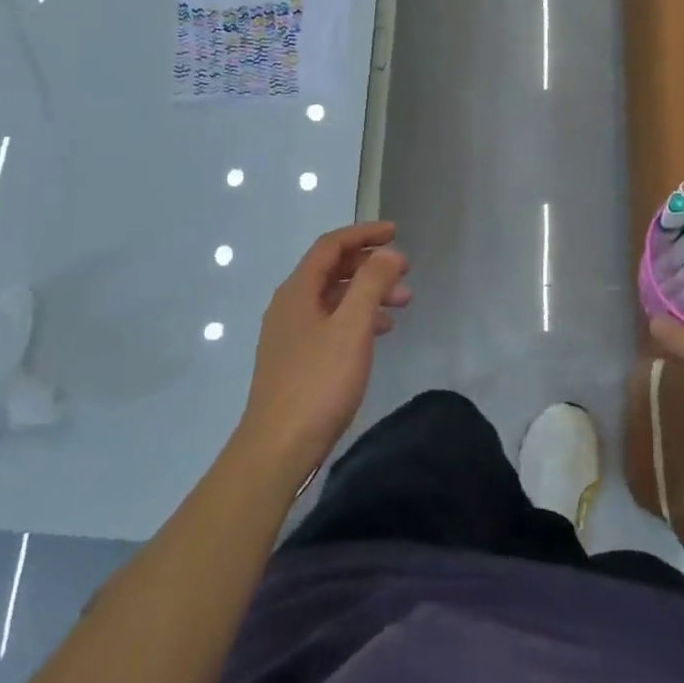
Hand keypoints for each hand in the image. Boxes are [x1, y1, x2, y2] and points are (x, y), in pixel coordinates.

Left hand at [237, 221, 410, 482]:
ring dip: (368, 294)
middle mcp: (290, 305)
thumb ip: (372, 284)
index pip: (331, 245)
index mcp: (298, 290)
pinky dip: (357, 319)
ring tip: (402, 305)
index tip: (395, 232)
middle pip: (332, 270)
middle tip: (406, 274)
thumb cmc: (317, 383)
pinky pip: (331, 323)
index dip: (364, 234)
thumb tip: (389, 253)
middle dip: (371, 266)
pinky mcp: (296, 360)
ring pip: (334, 298)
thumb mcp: (352, 327)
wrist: (277, 449)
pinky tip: (379, 333)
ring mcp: (290, 334)